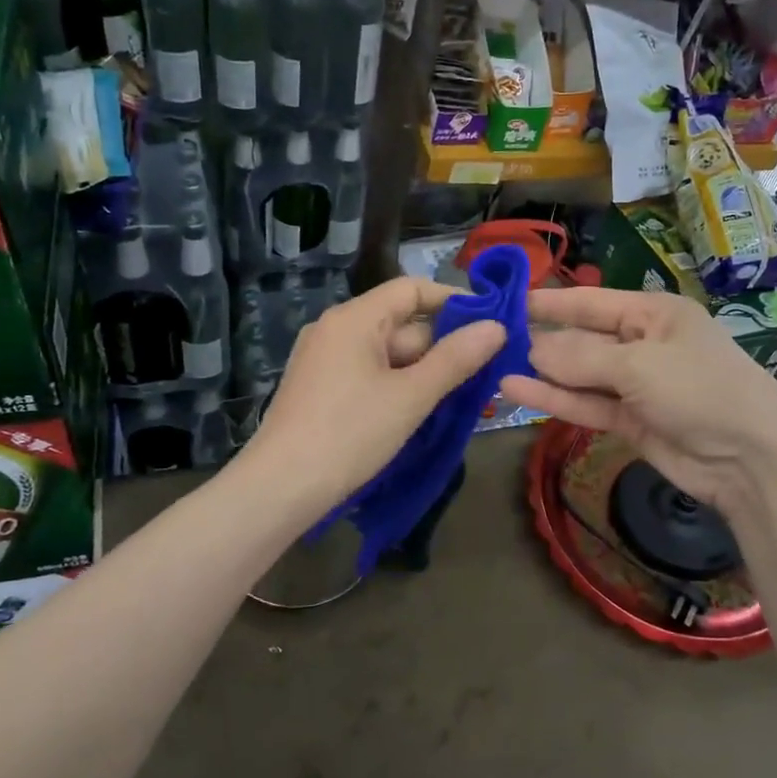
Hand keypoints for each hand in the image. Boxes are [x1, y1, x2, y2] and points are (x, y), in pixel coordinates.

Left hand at [248, 278, 506, 509]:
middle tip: (485, 369)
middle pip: (400, 322)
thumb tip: (497, 326)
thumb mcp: (411, 396)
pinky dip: (397, 385)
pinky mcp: (319, 389)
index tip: (490, 323)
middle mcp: (335, 329)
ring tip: (462, 393)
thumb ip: (456, 359)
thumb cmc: (349, 434)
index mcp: (354, 319)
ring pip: (386, 353)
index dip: (453, 300)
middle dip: (442, 344)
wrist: (279, 489)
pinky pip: (369, 373)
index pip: (411, 289)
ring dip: (423, 369)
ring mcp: (323, 360)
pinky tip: (420, 409)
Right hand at [500, 287, 776, 520]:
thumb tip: (531, 349)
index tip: (507, 301)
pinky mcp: (630, 421)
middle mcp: (643, 344)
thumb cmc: (700, 390)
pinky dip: (556, 399)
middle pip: (583, 339)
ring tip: (494, 367)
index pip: (591, 302)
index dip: (550, 302)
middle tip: (490, 341)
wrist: (751, 461)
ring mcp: (636, 385)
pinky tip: (517, 391)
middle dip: (542, 341)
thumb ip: (580, 358)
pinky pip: (587, 404)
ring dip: (543, 373)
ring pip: (580, 375)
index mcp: (654, 313)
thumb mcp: (639, 365)